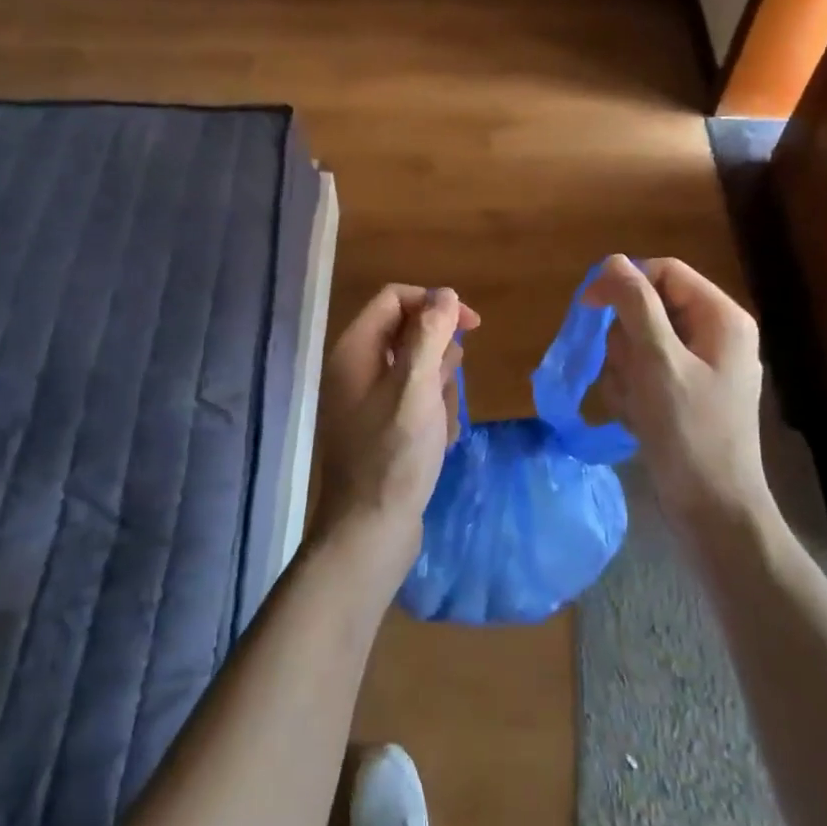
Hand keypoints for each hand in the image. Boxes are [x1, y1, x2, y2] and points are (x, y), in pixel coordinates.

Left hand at [315, 285, 477, 573]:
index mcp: (355, 350)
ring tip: (441, 422)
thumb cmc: (394, 455)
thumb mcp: (417, 387)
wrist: (370, 532)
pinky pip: (416, 401)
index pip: (395, 299)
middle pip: (409, 333)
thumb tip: (446, 293)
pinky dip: (433, 413)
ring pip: (418, 369)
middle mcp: (356, 368)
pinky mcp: (381, 427)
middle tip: (446, 389)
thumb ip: (430, 334)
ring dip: (441, 389)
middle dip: (439, 356)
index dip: (434, 303)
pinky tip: (440, 441)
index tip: (471, 326)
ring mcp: (367, 400)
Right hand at [583, 255, 771, 525]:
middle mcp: (714, 334)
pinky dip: (631, 392)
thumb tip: (612, 261)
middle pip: (647, 308)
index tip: (588, 307)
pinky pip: (643, 372)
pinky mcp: (684, 393)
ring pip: (638, 342)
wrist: (713, 512)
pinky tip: (638, 419)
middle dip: (625, 341)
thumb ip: (635, 305)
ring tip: (635, 405)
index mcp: (720, 317)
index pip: (663, 273)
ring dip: (624, 371)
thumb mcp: (658, 361)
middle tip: (630, 375)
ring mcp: (700, 366)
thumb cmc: (689, 432)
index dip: (624, 283)